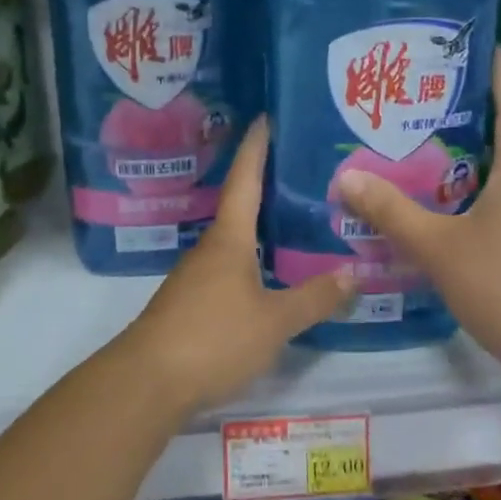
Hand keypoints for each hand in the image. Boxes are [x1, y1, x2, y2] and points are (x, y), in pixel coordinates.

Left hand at [120, 119, 354, 412]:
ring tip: (295, 221)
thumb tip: (353, 273)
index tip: (264, 118)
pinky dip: (251, 259)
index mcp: (229, 239)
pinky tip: (269, 274)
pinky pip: (228, 268)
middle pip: (239, 206)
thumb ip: (314, 298)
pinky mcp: (190, 303)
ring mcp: (196, 276)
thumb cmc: (213, 338)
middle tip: (302, 172)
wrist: (147, 382)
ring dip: (260, 226)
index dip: (255, 148)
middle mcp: (210, 248)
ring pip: (234, 240)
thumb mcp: (274, 321)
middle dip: (266, 186)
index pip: (244, 180)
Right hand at [335, 49, 500, 387]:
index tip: (481, 44)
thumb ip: (392, 214)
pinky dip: (480, 198)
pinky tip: (450, 217)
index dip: (500, 71)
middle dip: (472, 116)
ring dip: (473, 162)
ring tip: (426, 157)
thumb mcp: (440, 249)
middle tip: (426, 105)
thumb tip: (347, 177)